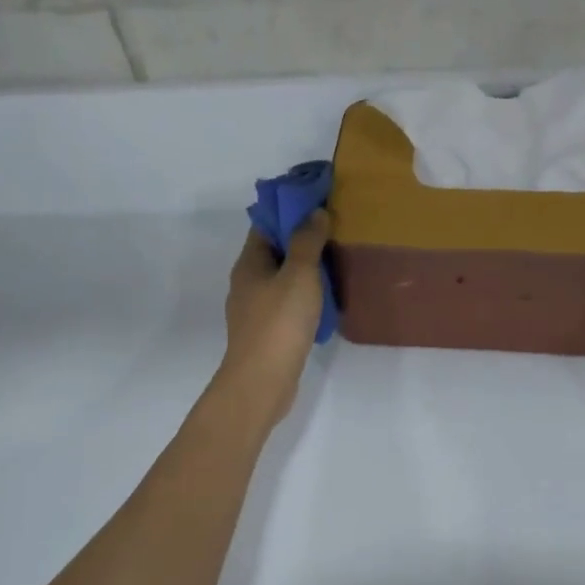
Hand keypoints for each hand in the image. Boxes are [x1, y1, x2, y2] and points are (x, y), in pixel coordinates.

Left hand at [218, 212, 330, 427]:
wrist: (262, 381)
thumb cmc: (279, 322)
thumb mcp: (299, 275)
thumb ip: (307, 241)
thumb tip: (315, 212)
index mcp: (249, 263)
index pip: (266, 224)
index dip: (290, 210)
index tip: (319, 203)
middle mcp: (247, 283)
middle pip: (275, 251)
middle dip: (302, 240)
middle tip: (336, 232)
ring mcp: (255, 310)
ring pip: (282, 280)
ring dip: (306, 270)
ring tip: (337, 264)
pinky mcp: (267, 333)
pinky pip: (288, 304)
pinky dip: (305, 297)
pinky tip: (327, 302)